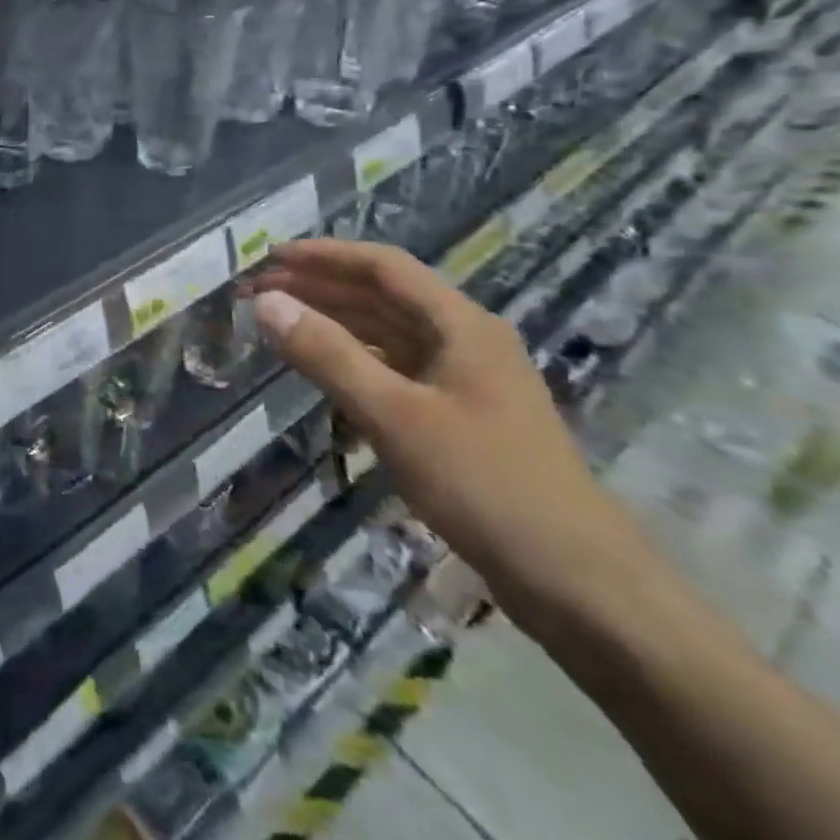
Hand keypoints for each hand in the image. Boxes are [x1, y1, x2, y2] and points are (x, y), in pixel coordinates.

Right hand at [246, 239, 650, 629]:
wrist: (579, 584)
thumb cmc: (485, 485)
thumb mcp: (394, 415)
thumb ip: (327, 354)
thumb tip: (265, 302)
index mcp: (460, 325)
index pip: (383, 266)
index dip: (324, 255)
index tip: (269, 258)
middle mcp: (465, 340)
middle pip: (383, 296)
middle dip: (320, 288)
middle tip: (260, 293)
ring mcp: (466, 380)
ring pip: (388, 334)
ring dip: (334, 323)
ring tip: (280, 325)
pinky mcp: (461, 417)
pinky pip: (396, 370)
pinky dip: (355, 362)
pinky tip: (324, 373)